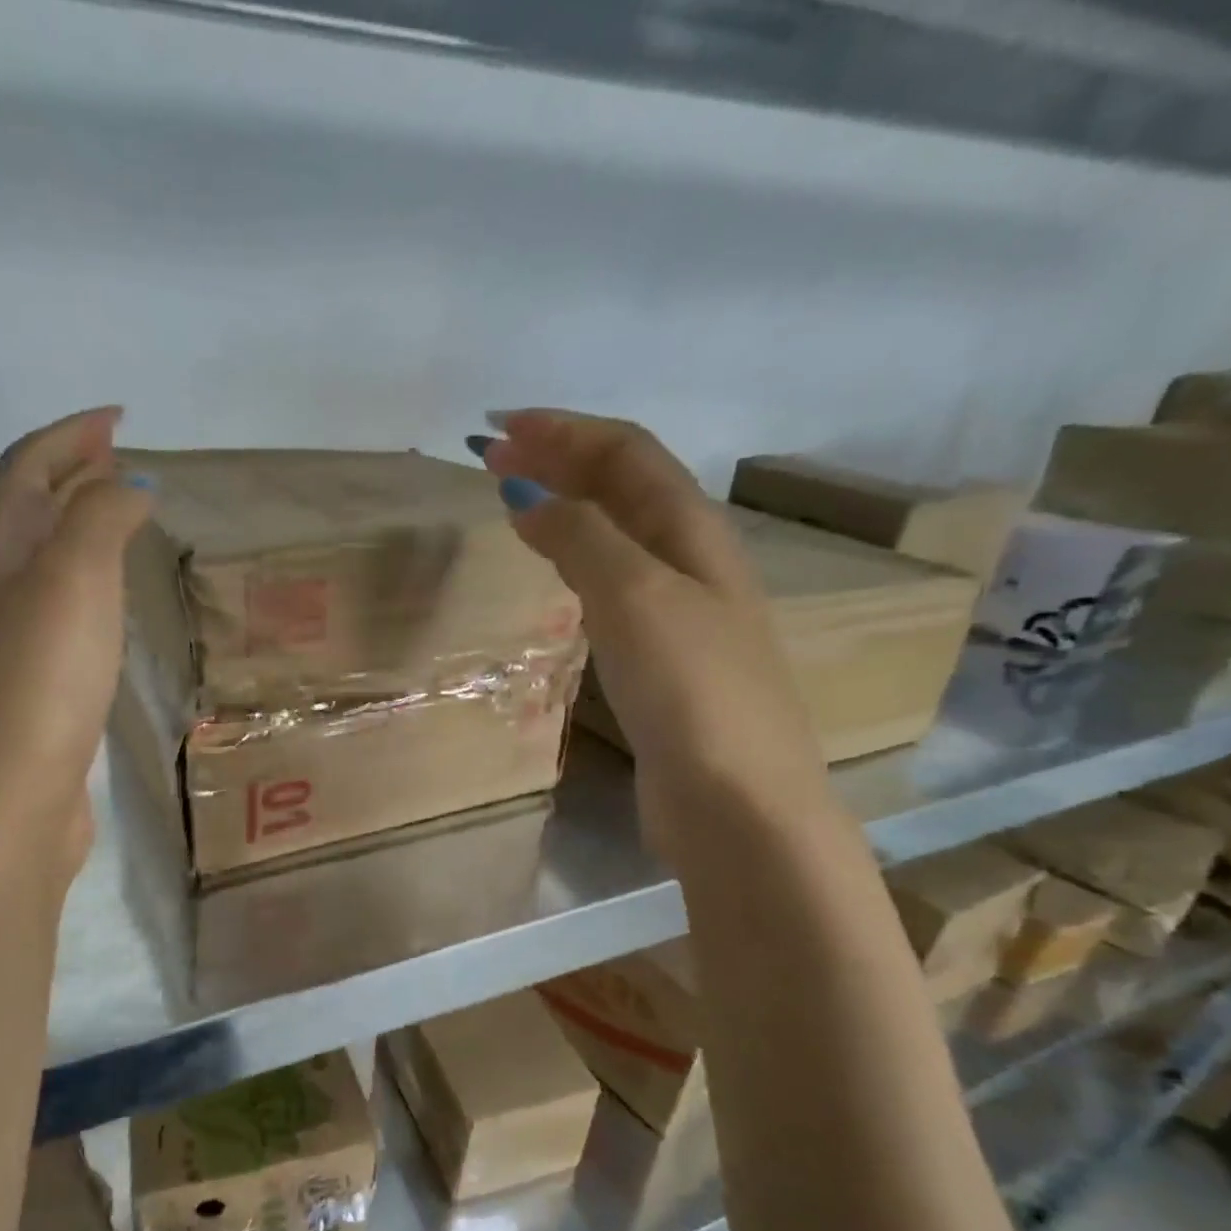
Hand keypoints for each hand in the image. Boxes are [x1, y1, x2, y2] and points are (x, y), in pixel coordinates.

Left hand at [0, 406, 152, 884]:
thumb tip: (128, 483)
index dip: (70, 434)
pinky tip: (113, 600)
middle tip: (123, 458)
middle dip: (72, 472)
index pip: (27, 468)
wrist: (7, 801)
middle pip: (28, 509)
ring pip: (43, 561)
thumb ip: (99, 518)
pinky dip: (89, 581)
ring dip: (79, 526)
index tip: (119, 417)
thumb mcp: (73, 581)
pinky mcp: (34, 685)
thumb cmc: (40, 682)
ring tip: (124, 517)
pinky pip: (61, 609)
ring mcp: (9, 641)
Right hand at [478, 410, 828, 852]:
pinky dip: (574, 560)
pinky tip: (557, 572)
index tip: (497, 429)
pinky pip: (611, 585)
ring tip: (517, 500)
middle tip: (493, 456)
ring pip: (617, 535)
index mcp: (692, 532)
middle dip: (560, 459)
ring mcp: (678, 612)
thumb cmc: (691, 691)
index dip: (563, 430)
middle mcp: (691, 560)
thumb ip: (582, 536)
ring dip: (567, 506)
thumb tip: (528, 492)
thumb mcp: (633, 596)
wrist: (737, 802)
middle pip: (624, 486)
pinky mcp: (661, 659)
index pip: (625, 453)